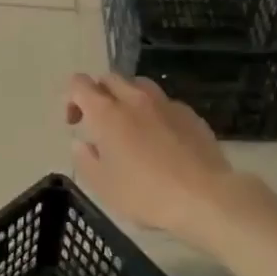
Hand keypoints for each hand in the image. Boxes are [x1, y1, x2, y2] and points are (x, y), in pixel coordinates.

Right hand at [64, 74, 236, 244]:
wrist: (205, 197)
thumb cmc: (145, 194)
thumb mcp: (103, 186)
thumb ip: (85, 160)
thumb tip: (81, 143)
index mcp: (107, 113)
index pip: (79, 84)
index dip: (71, 98)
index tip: (75, 123)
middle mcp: (135, 99)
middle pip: (110, 78)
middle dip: (99, 94)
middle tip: (99, 123)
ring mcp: (166, 104)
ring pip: (139, 85)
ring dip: (127, 97)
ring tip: (131, 125)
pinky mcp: (190, 114)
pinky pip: (164, 103)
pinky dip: (154, 112)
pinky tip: (161, 139)